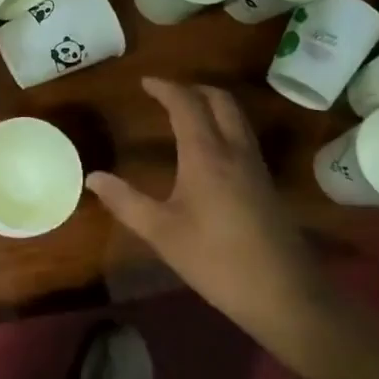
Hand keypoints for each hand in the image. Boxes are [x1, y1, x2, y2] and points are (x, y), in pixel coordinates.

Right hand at [85, 78, 316, 327]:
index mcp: (206, 155)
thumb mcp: (162, 233)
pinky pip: (242, 137)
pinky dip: (223, 126)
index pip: (186, 104)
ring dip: (211, 105)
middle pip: (220, 100)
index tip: (145, 82)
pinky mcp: (266, 184)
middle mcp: (234, 150)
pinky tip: (209, 152)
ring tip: (185, 115)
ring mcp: (255, 167)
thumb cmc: (217, 261)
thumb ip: (126, 202)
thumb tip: (93, 177)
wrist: (285, 295)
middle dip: (193, 89)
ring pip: (236, 117)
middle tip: (167, 94)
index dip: (165, 88)